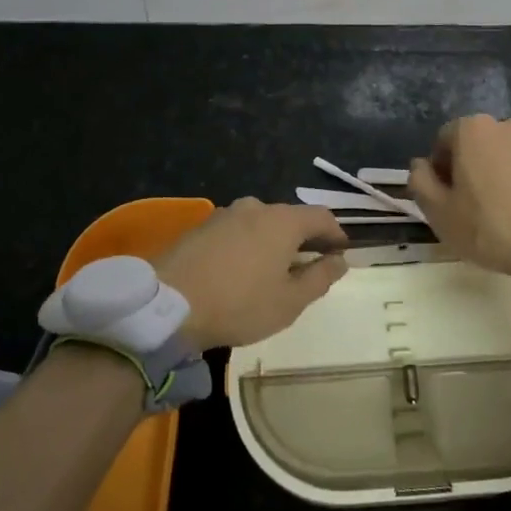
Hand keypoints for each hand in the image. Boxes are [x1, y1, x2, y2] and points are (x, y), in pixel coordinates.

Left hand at [156, 198, 348, 351]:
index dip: (336, 234)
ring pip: (261, 223)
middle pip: (290, 218)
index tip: (341, 254)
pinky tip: (241, 271)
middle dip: (303, 239)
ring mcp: (225, 214)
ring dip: (273, 242)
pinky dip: (248, 245)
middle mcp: (256, 207)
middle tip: (308, 268)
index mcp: (283, 220)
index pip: (321, 216)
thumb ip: (320, 278)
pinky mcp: (202, 227)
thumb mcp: (290, 301)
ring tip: (272, 272)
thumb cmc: (239, 303)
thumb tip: (340, 261)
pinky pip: (237, 231)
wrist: (169, 303)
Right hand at [409, 115, 510, 307]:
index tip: (448, 198)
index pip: (444, 140)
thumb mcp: (439, 213)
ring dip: (506, 172)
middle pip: (480, 144)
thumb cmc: (493, 229)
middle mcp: (509, 124)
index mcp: (473, 129)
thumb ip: (420, 181)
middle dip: (474, 167)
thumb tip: (421, 165)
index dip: (441, 169)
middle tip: (477, 206)